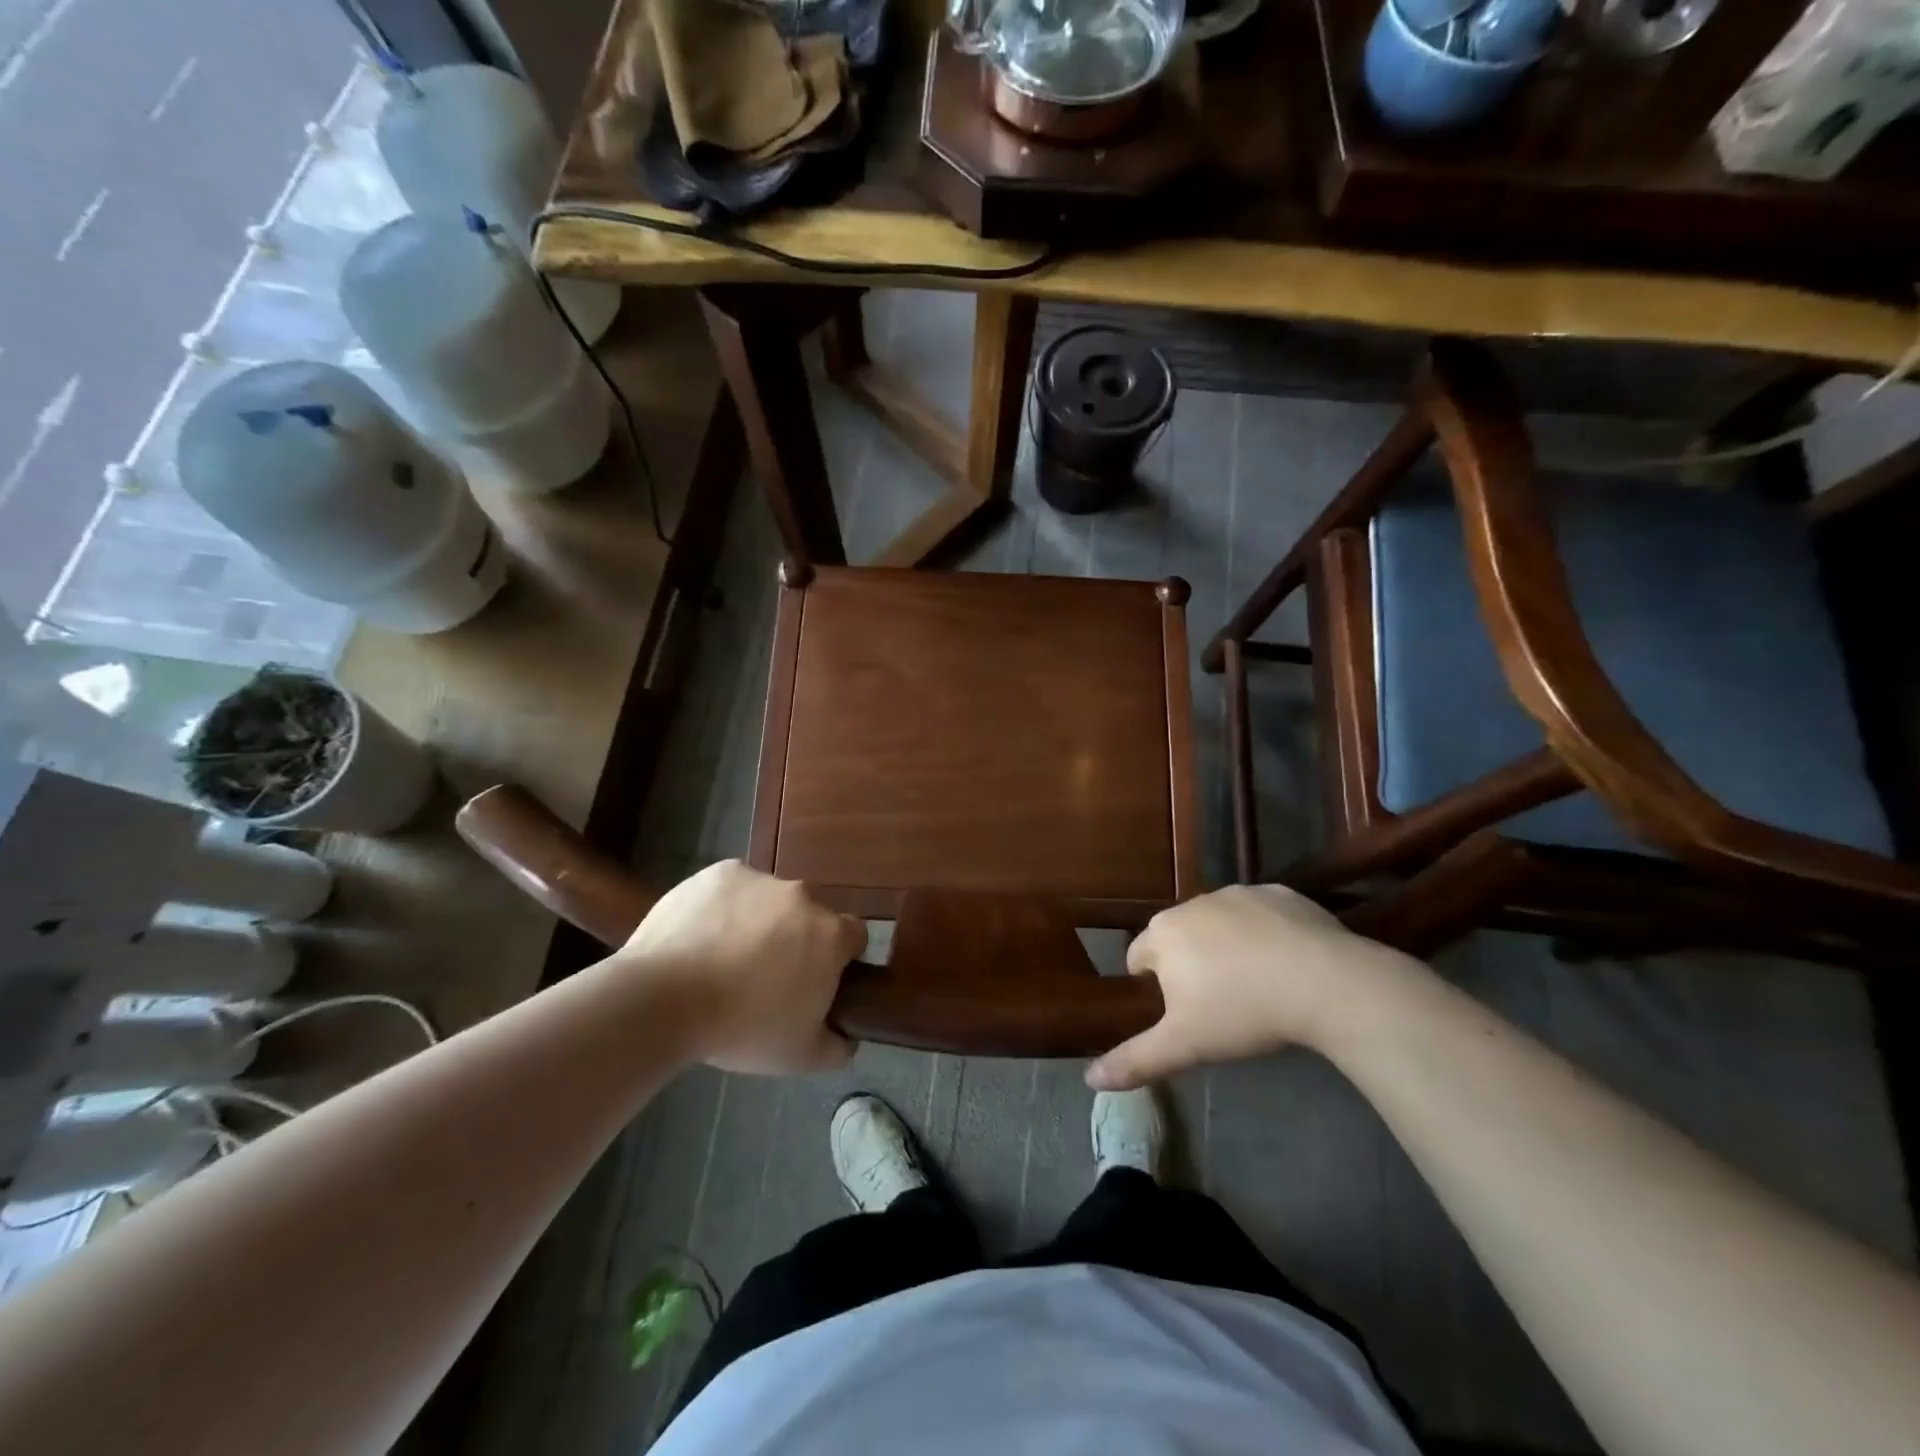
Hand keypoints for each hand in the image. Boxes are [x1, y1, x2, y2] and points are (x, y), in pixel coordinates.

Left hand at [618, 860, 865, 1074]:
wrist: (664, 998)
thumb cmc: (742, 1028)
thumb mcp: (800, 1057)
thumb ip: (836, 1047)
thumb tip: (847, 1038)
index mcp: (830, 935)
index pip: (854, 936)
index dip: (840, 958)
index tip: (816, 981)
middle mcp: (803, 896)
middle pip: (809, 916)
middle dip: (795, 939)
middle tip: (766, 976)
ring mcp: (760, 879)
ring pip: (769, 901)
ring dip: (759, 922)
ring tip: (724, 959)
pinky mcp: (720, 873)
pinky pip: (732, 889)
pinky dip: (724, 908)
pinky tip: (702, 937)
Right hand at [1087, 884, 1418, 1089]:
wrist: (1325, 983)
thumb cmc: (1242, 1012)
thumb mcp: (1185, 1045)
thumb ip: (1135, 1060)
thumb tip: (1090, 1080)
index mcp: (1163, 934)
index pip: (1137, 955)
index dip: (1152, 985)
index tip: (1177, 1011)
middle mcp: (1193, 903)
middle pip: (1177, 935)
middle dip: (1187, 962)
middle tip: (1215, 1001)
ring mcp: (1238, 893)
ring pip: (1218, 921)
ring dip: (1223, 944)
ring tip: (1253, 982)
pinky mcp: (1279, 892)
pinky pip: (1260, 913)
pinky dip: (1264, 932)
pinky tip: (1286, 962)